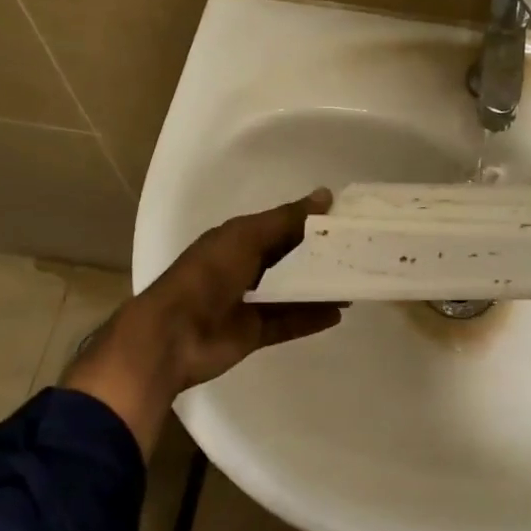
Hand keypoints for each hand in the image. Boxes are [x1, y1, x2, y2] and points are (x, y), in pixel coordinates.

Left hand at [65, 190, 343, 453]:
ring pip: (292, 292)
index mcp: (238, 240)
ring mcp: (248, 302)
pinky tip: (338, 313)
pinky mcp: (253, 332)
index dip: (311, 223)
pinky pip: (288, 322)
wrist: (172, 335)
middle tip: (358, 253)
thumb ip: (287, 219)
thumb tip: (326, 195)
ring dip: (319, 288)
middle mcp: (244, 267)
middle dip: (319, 257)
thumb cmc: (208, 275)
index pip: (282, 226)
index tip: (347, 221)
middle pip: (289, 259)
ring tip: (354, 284)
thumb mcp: (247, 237)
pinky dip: (311, 318)